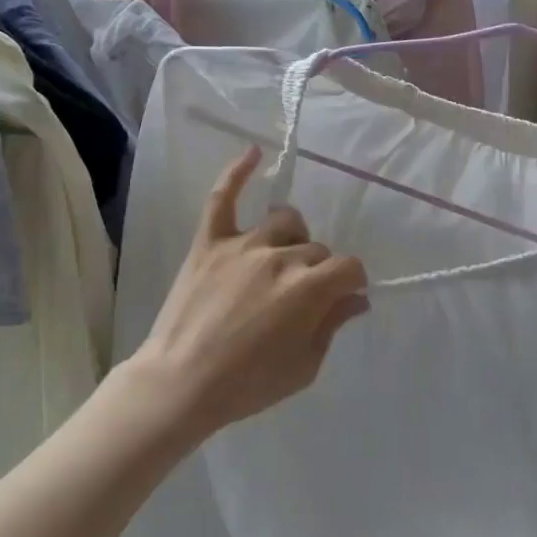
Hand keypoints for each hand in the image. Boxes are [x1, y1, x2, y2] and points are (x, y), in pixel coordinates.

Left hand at [130, 147, 368, 440]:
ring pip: (284, 220)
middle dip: (319, 271)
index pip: (349, 268)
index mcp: (309, 289)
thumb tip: (356, 298)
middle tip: (302, 298)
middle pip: (316, 248)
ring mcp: (243, 245)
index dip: (351, 282)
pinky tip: (253, 152)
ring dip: (292, 237)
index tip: (344, 296)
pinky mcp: (209, 242)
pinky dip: (237, 172)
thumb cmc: (248, 384)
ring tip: (283, 257)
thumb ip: (332, 325)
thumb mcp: (304, 366)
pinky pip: (223, 197)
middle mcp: (280, 257)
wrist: (180, 383)